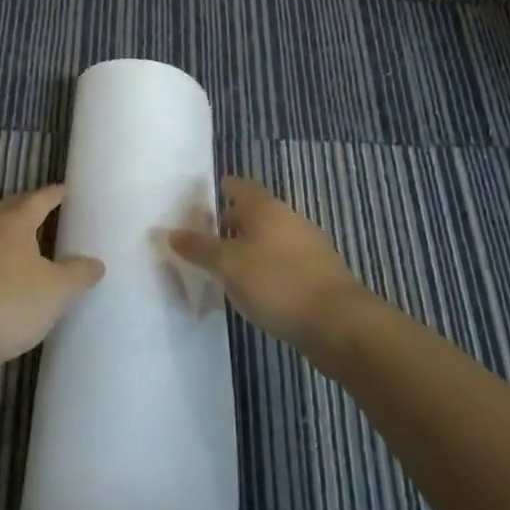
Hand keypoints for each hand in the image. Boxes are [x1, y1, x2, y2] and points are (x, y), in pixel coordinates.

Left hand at [0, 184, 103, 371]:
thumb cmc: (10, 303)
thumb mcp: (57, 291)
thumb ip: (78, 274)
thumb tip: (96, 263)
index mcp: (14, 222)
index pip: (38, 199)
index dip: (55, 194)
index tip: (66, 190)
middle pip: (11, 209)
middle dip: (29, 206)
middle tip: (49, 210)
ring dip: (12, 232)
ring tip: (31, 243)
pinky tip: (7, 275)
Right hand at [168, 176, 369, 353]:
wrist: (339, 323)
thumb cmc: (276, 283)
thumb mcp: (227, 266)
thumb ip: (199, 248)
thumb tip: (171, 232)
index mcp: (265, 208)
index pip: (238, 186)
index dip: (220, 191)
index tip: (199, 204)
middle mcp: (288, 218)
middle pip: (254, 212)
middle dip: (230, 223)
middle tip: (204, 241)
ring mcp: (307, 245)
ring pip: (269, 238)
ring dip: (248, 249)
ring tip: (225, 270)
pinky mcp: (318, 273)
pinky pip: (283, 261)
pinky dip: (265, 269)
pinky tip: (255, 291)